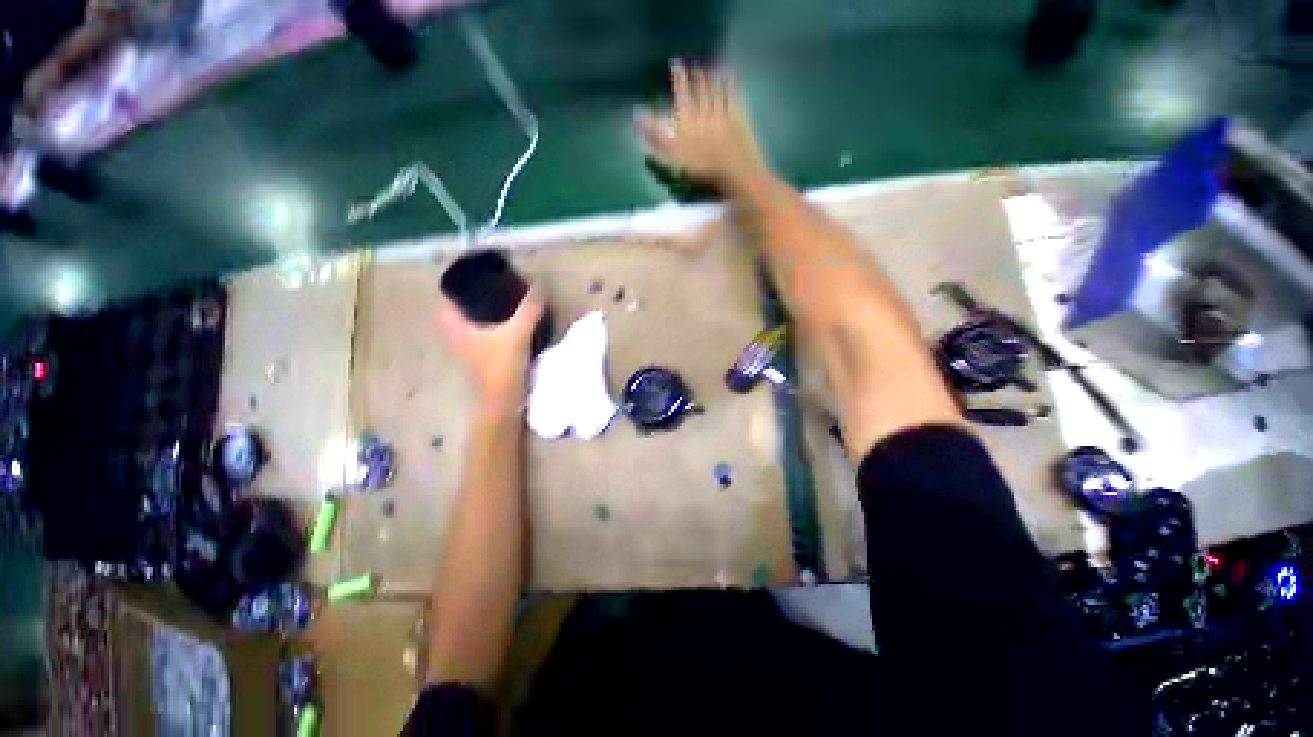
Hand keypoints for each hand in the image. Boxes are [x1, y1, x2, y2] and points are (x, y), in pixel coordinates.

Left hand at [437, 289, 544, 407]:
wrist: (503, 402)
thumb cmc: (502, 365)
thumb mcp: (518, 332)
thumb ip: (529, 309)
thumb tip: (540, 283)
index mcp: (458, 330)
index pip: (444, 306)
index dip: (452, 292)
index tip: (467, 280)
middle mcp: (459, 341)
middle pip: (457, 318)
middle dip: (469, 305)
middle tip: (488, 291)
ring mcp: (470, 355)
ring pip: (470, 331)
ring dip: (481, 320)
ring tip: (500, 308)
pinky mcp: (484, 365)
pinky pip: (483, 343)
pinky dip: (491, 334)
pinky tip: (508, 330)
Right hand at [635, 61, 770, 190]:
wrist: (733, 172)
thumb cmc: (700, 170)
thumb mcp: (671, 156)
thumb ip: (655, 137)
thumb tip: (636, 116)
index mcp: (688, 121)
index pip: (681, 95)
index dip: (679, 79)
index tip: (676, 64)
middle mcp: (704, 112)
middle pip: (700, 90)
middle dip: (696, 76)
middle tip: (694, 64)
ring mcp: (723, 114)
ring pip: (716, 90)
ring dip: (712, 77)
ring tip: (710, 66)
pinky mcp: (740, 120)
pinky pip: (735, 97)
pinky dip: (732, 84)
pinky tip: (731, 76)